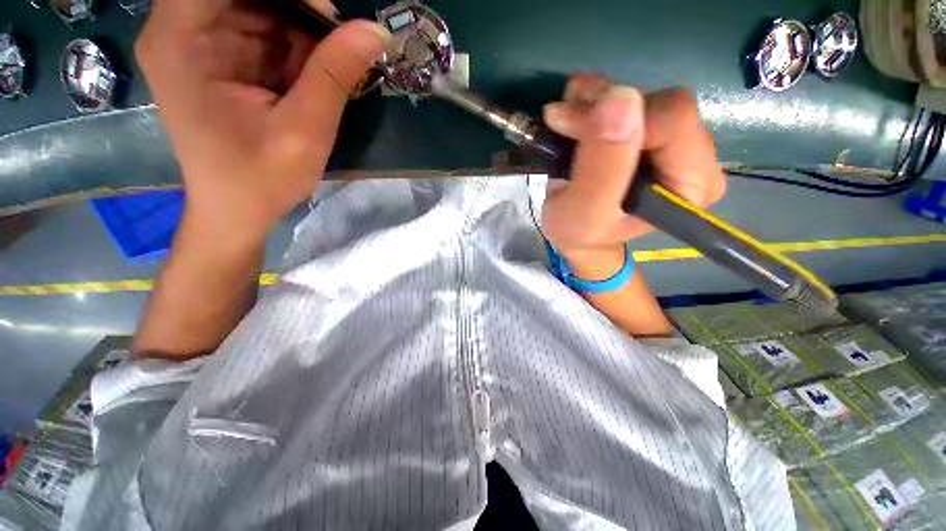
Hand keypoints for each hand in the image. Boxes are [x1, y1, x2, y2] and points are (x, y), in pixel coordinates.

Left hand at [136, 0, 388, 238]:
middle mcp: (179, 28)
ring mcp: (198, 41)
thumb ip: (334, 75)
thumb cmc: (261, 179)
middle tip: (338, 38)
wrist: (236, 211)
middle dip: (297, 7)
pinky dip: (294, 45)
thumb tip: (376, 31)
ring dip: (299, 28)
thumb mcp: (304, 131)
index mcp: (180, 39)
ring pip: (257, 5)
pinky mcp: (218, 57)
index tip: (327, 14)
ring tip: (329, 66)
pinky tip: (312, 75)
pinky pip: (260, 28)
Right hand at [540, 76, 725, 258]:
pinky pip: (626, 94)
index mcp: (691, 184)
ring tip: (562, 123)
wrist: (572, 232)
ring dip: (593, 101)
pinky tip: (573, 116)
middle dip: (601, 109)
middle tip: (561, 124)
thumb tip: (621, 98)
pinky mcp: (649, 127)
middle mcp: (693, 156)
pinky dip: (592, 98)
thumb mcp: (585, 213)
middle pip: (657, 103)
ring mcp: (671, 138)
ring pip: (639, 94)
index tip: (569, 128)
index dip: (617, 118)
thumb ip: (603, 169)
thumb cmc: (578, 232)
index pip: (673, 120)